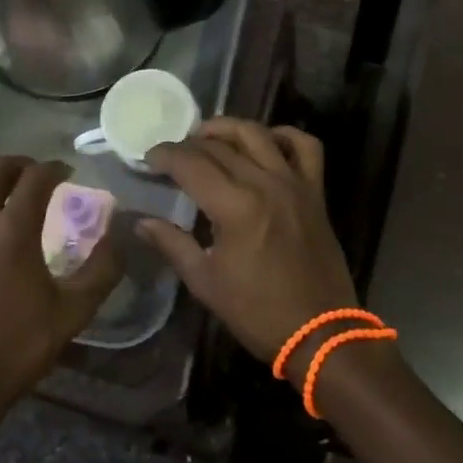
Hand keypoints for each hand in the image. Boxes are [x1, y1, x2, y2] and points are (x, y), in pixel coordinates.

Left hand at [0, 157, 122, 426]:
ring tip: (3, 190)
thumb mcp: (72, 314)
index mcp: (12, 230)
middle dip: (22, 164)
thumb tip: (117, 236)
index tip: (66, 172)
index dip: (55, 167)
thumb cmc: (15, 350)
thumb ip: (101, 270)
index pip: (36, 176)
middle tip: (36, 176)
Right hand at [140, 119, 359, 364]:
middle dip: (189, 145)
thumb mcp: (206, 282)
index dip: (165, 156)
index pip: (191, 164)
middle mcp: (265, 183)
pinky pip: (305, 147)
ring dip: (228, 129)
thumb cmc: (258, 312)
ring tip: (208, 136)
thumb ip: (172, 244)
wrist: (320, 334)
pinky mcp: (315, 191)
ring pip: (258, 134)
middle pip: (219, 147)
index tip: (149, 158)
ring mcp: (294, 183)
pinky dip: (284, 136)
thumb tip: (141, 222)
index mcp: (235, 207)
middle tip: (172, 155)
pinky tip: (266, 142)